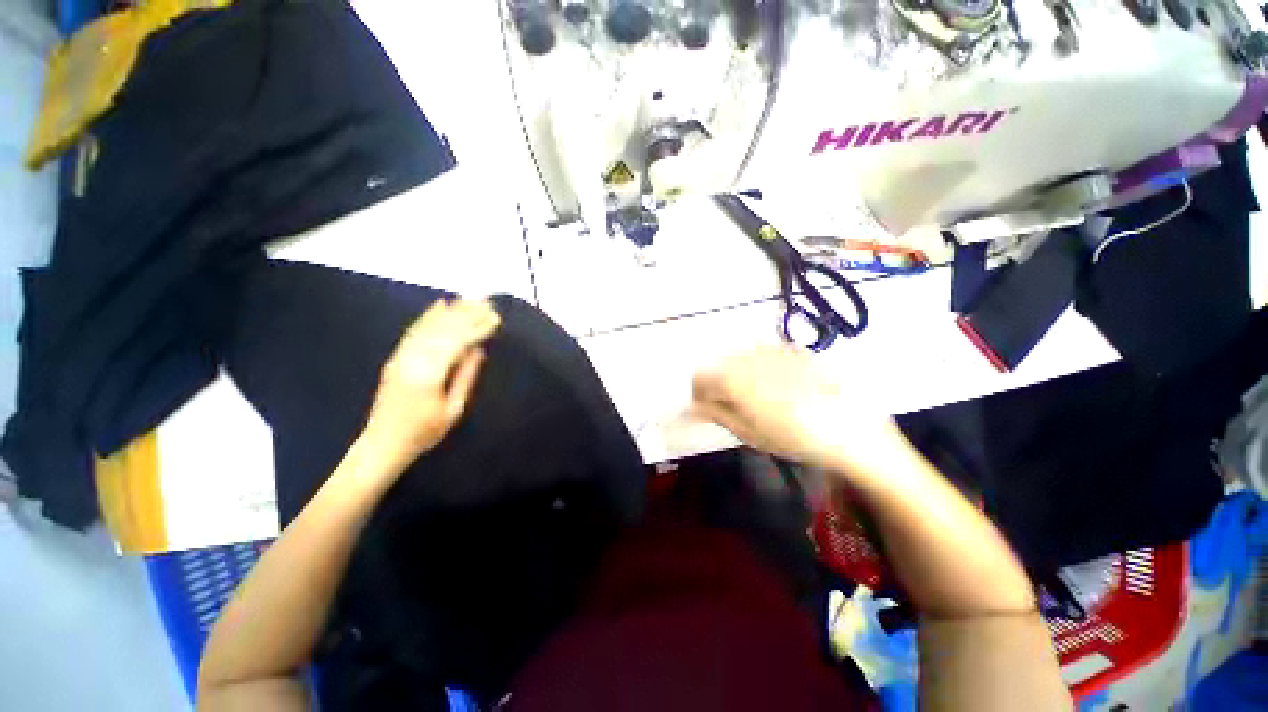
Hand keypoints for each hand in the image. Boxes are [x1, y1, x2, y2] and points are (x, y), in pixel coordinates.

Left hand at [360, 299, 499, 472]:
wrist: (383, 443)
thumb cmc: (424, 431)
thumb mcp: (453, 409)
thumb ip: (466, 376)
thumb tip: (478, 350)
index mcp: (429, 374)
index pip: (458, 343)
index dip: (478, 329)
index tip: (496, 318)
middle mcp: (413, 359)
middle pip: (443, 330)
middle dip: (467, 314)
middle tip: (487, 303)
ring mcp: (401, 356)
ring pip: (429, 326)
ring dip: (451, 311)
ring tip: (470, 299)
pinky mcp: (396, 357)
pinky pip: (414, 331)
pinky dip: (428, 316)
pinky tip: (440, 304)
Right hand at [692, 345, 907, 474]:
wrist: (853, 429)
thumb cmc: (796, 439)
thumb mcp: (749, 433)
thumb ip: (716, 414)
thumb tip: (692, 407)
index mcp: (733, 379)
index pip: (699, 377)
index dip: (699, 393)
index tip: (707, 408)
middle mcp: (748, 357)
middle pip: (719, 365)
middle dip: (719, 384)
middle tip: (734, 406)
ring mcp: (772, 349)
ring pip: (741, 358)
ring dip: (740, 375)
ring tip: (759, 397)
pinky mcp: (793, 348)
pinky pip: (764, 353)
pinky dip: (761, 367)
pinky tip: (780, 386)